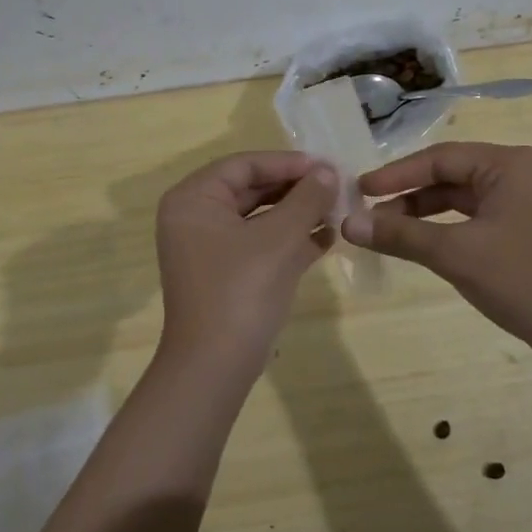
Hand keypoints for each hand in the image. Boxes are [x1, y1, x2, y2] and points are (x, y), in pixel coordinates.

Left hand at [153, 151, 337, 376]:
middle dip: (295, 189)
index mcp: (194, 199)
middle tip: (336, 186)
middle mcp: (195, 218)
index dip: (288, 163)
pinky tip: (326, 238)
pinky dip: (289, 240)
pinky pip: (258, 244)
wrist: (215, 368)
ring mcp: (207, 248)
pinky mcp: (224, 274)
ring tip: (337, 210)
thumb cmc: (242, 290)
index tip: (327, 166)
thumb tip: (329, 171)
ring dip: (297, 214)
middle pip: (251, 189)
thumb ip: (306, 198)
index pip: (245, 165)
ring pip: (258, 218)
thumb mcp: (280, 238)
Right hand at [342, 142, 531, 364]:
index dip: (396, 174)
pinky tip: (418, 243)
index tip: (359, 189)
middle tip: (367, 212)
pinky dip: (443, 229)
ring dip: (422, 213)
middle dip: (407, 195)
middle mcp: (517, 173)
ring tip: (384, 230)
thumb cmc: (523, 279)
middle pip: (448, 175)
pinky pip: (472, 218)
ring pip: (459, 198)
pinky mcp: (522, 228)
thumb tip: (347, 223)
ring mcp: (522, 201)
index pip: (439, 158)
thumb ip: (400, 235)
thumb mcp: (455, 253)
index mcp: (507, 164)